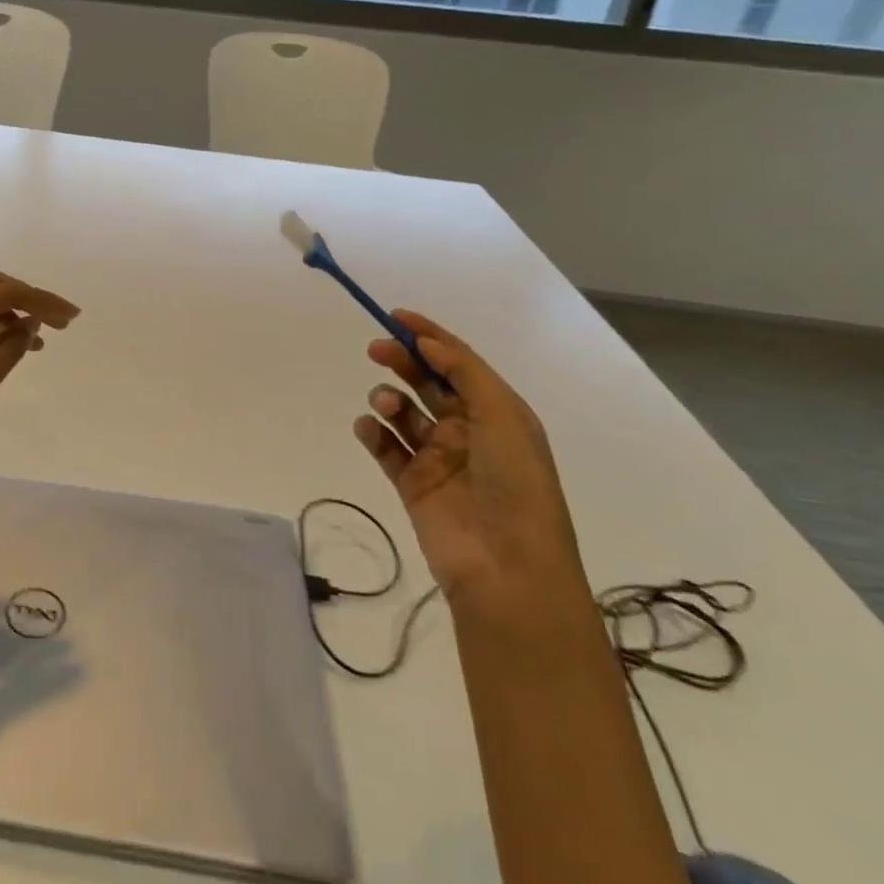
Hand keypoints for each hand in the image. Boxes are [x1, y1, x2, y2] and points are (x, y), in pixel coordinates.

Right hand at [352, 311, 589, 617]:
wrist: (507, 567)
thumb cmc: (515, 484)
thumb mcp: (504, 417)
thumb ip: (465, 373)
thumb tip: (428, 343)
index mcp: (496, 412)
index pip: (459, 363)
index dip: (429, 336)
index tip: (396, 316)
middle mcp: (467, 430)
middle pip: (427, 383)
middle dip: (402, 361)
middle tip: (376, 348)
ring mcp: (437, 458)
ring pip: (403, 413)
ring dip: (389, 399)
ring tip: (386, 405)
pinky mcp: (411, 483)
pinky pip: (385, 447)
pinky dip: (372, 432)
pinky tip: (369, 428)